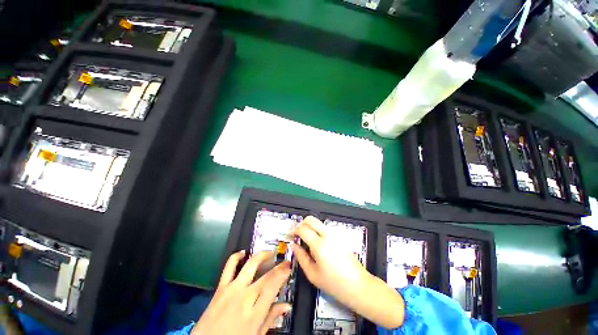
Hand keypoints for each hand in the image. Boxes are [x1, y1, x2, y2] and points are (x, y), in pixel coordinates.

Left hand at [192, 251, 292, 334]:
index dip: (283, 274)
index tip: (289, 267)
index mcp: (255, 313)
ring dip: (262, 256)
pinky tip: (243, 252)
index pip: (273, 287)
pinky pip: (229, 267)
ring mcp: (232, 289)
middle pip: (266, 276)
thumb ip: (271, 319)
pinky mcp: (220, 287)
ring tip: (270, 253)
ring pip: (250, 265)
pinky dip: (236, 256)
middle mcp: (245, 297)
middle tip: (285, 260)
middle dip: (279, 266)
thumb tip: (287, 306)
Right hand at [290, 216, 404, 328]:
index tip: (291, 236)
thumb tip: (293, 245)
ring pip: (318, 222)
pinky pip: (325, 228)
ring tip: (308, 241)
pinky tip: (319, 244)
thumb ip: (301, 257)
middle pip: (311, 219)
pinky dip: (318, 231)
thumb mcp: (312, 274)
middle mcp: (327, 235)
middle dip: (302, 224)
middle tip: (299, 235)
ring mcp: (335, 234)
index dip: (295, 231)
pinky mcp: (340, 236)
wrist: (357, 285)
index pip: (303, 228)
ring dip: (310, 227)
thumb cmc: (333, 283)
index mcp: (319, 244)